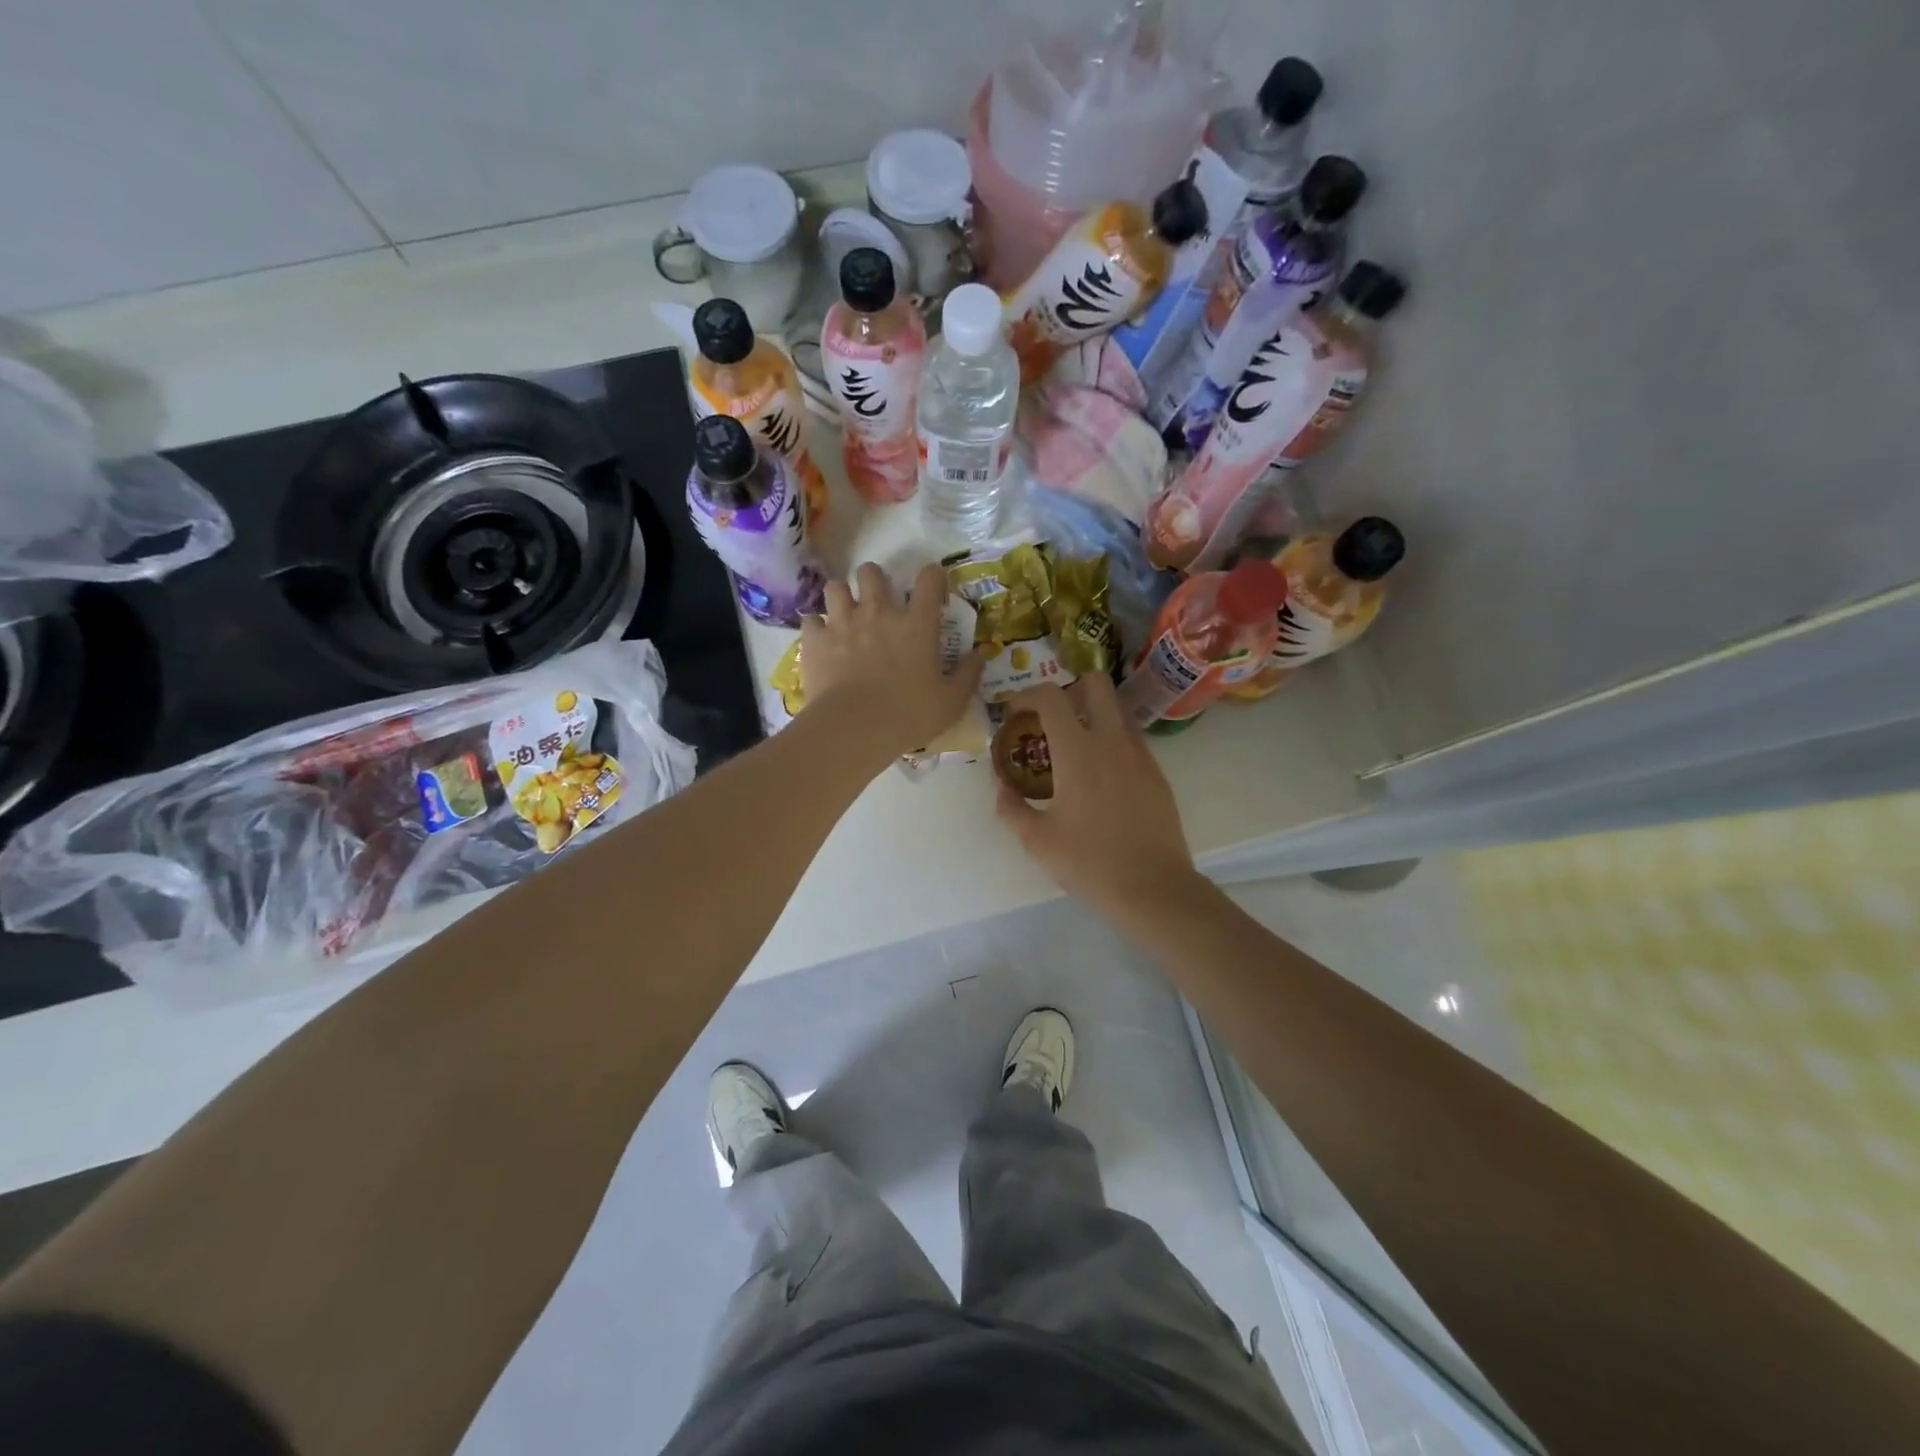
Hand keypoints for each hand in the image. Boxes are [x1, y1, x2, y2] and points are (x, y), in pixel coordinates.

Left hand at [800, 562, 983, 763]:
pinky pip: (811, 620)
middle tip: (878, 602)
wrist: (854, 729)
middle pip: (872, 571)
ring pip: (836, 586)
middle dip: (875, 581)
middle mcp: (879, 612)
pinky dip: (817, 628)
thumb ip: (968, 675)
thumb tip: (980, 655)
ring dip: (842, 597)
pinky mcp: (816, 640)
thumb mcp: (951, 701)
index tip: (933, 591)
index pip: (929, 578)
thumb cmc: (909, 715)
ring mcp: (843, 622)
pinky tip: (822, 641)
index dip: (932, 577)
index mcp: (917, 623)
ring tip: (845, 615)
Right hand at [995, 675, 1199, 914]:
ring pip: (1118, 708)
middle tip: (1052, 716)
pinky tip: (1101, 772)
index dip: (1027, 695)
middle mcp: (1111, 741)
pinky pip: (1132, 737)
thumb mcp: (1037, 841)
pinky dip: (1112, 738)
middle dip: (1069, 688)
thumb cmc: (1089, 863)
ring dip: (1093, 712)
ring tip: (1075, 743)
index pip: (1051, 697)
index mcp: (1077, 752)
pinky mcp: (1157, 772)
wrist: (1153, 887)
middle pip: (1096, 684)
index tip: (1015, 710)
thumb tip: (1002, 787)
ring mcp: (1140, 754)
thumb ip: (1012, 808)